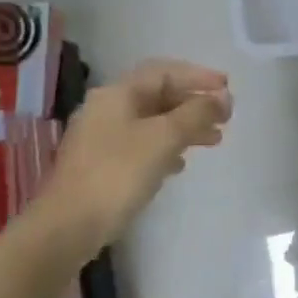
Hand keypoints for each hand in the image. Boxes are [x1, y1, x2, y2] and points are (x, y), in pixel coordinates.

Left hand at [39, 59, 231, 254]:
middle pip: (159, 96)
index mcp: (118, 95)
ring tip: (215, 140)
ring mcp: (103, 139)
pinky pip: (143, 146)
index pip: (164, 72)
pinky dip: (168, 148)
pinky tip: (181, 164)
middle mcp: (108, 110)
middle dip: (195, 104)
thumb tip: (223, 98)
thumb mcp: (164, 138)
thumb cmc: (118, 174)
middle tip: (226, 117)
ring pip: (154, 123)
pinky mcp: (104, 165)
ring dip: (186, 127)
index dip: (198, 76)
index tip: (228, 88)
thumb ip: (197, 114)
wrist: (69, 225)